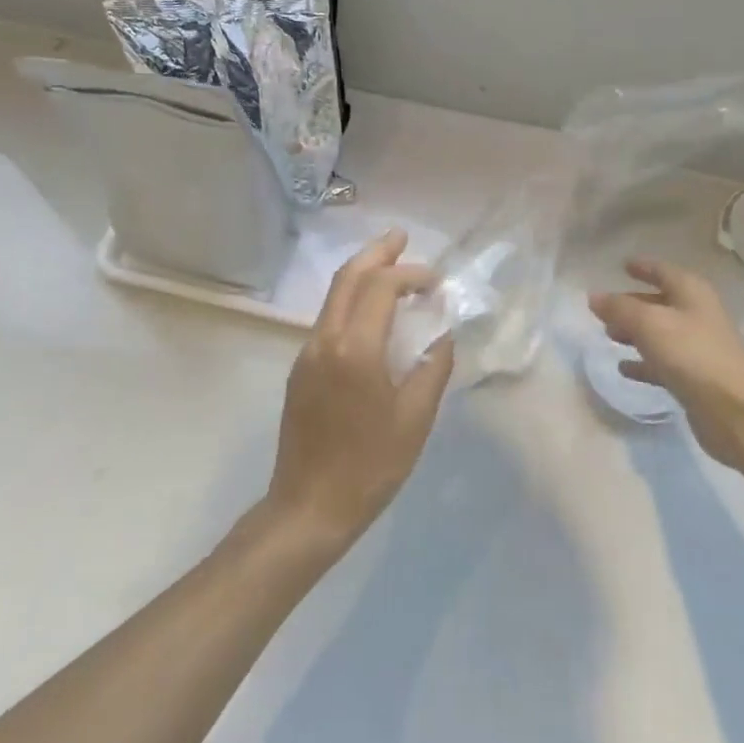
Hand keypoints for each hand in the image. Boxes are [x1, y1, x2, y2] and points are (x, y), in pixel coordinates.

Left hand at [264, 230, 454, 551]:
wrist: (309, 507)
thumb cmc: (371, 465)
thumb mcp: (415, 417)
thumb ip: (433, 367)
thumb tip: (442, 336)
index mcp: (355, 349)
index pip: (382, 287)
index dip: (411, 274)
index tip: (437, 282)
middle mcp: (325, 340)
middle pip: (348, 278)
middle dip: (376, 252)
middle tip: (401, 235)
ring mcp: (307, 354)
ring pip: (333, 296)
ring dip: (362, 274)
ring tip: (390, 263)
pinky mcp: (301, 370)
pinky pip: (328, 319)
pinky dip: (352, 300)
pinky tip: (372, 310)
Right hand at [590, 259, 743, 470]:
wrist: (735, 410)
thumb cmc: (691, 354)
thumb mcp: (649, 324)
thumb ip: (619, 308)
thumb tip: (594, 297)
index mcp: (692, 293)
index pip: (663, 271)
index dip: (644, 267)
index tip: (623, 265)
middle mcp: (697, 315)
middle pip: (660, 303)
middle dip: (633, 304)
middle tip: (605, 309)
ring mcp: (698, 348)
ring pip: (660, 334)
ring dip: (635, 333)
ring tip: (608, 336)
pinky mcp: (695, 378)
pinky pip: (663, 363)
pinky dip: (644, 363)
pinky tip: (624, 368)